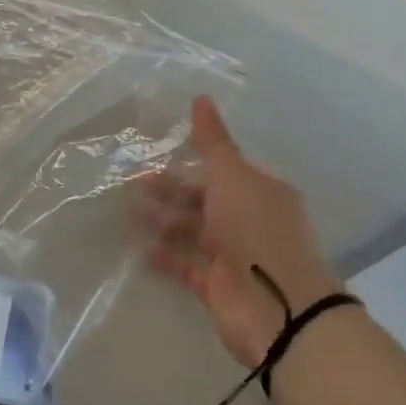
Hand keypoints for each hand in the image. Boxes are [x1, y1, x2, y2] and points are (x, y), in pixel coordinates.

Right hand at [142, 97, 340, 368]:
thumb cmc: (256, 229)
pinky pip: (186, 265)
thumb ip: (212, 141)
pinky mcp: (218, 286)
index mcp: (261, 192)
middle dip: (170, 191)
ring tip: (127, 213)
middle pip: (204, 200)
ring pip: (192, 231)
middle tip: (132, 183)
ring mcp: (234, 256)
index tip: (158, 153)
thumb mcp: (232, 176)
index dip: (193, 161)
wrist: (277, 307)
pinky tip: (138, 248)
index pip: (224, 170)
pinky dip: (164, 256)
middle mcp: (249, 221)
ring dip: (163, 221)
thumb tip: (201, 97)